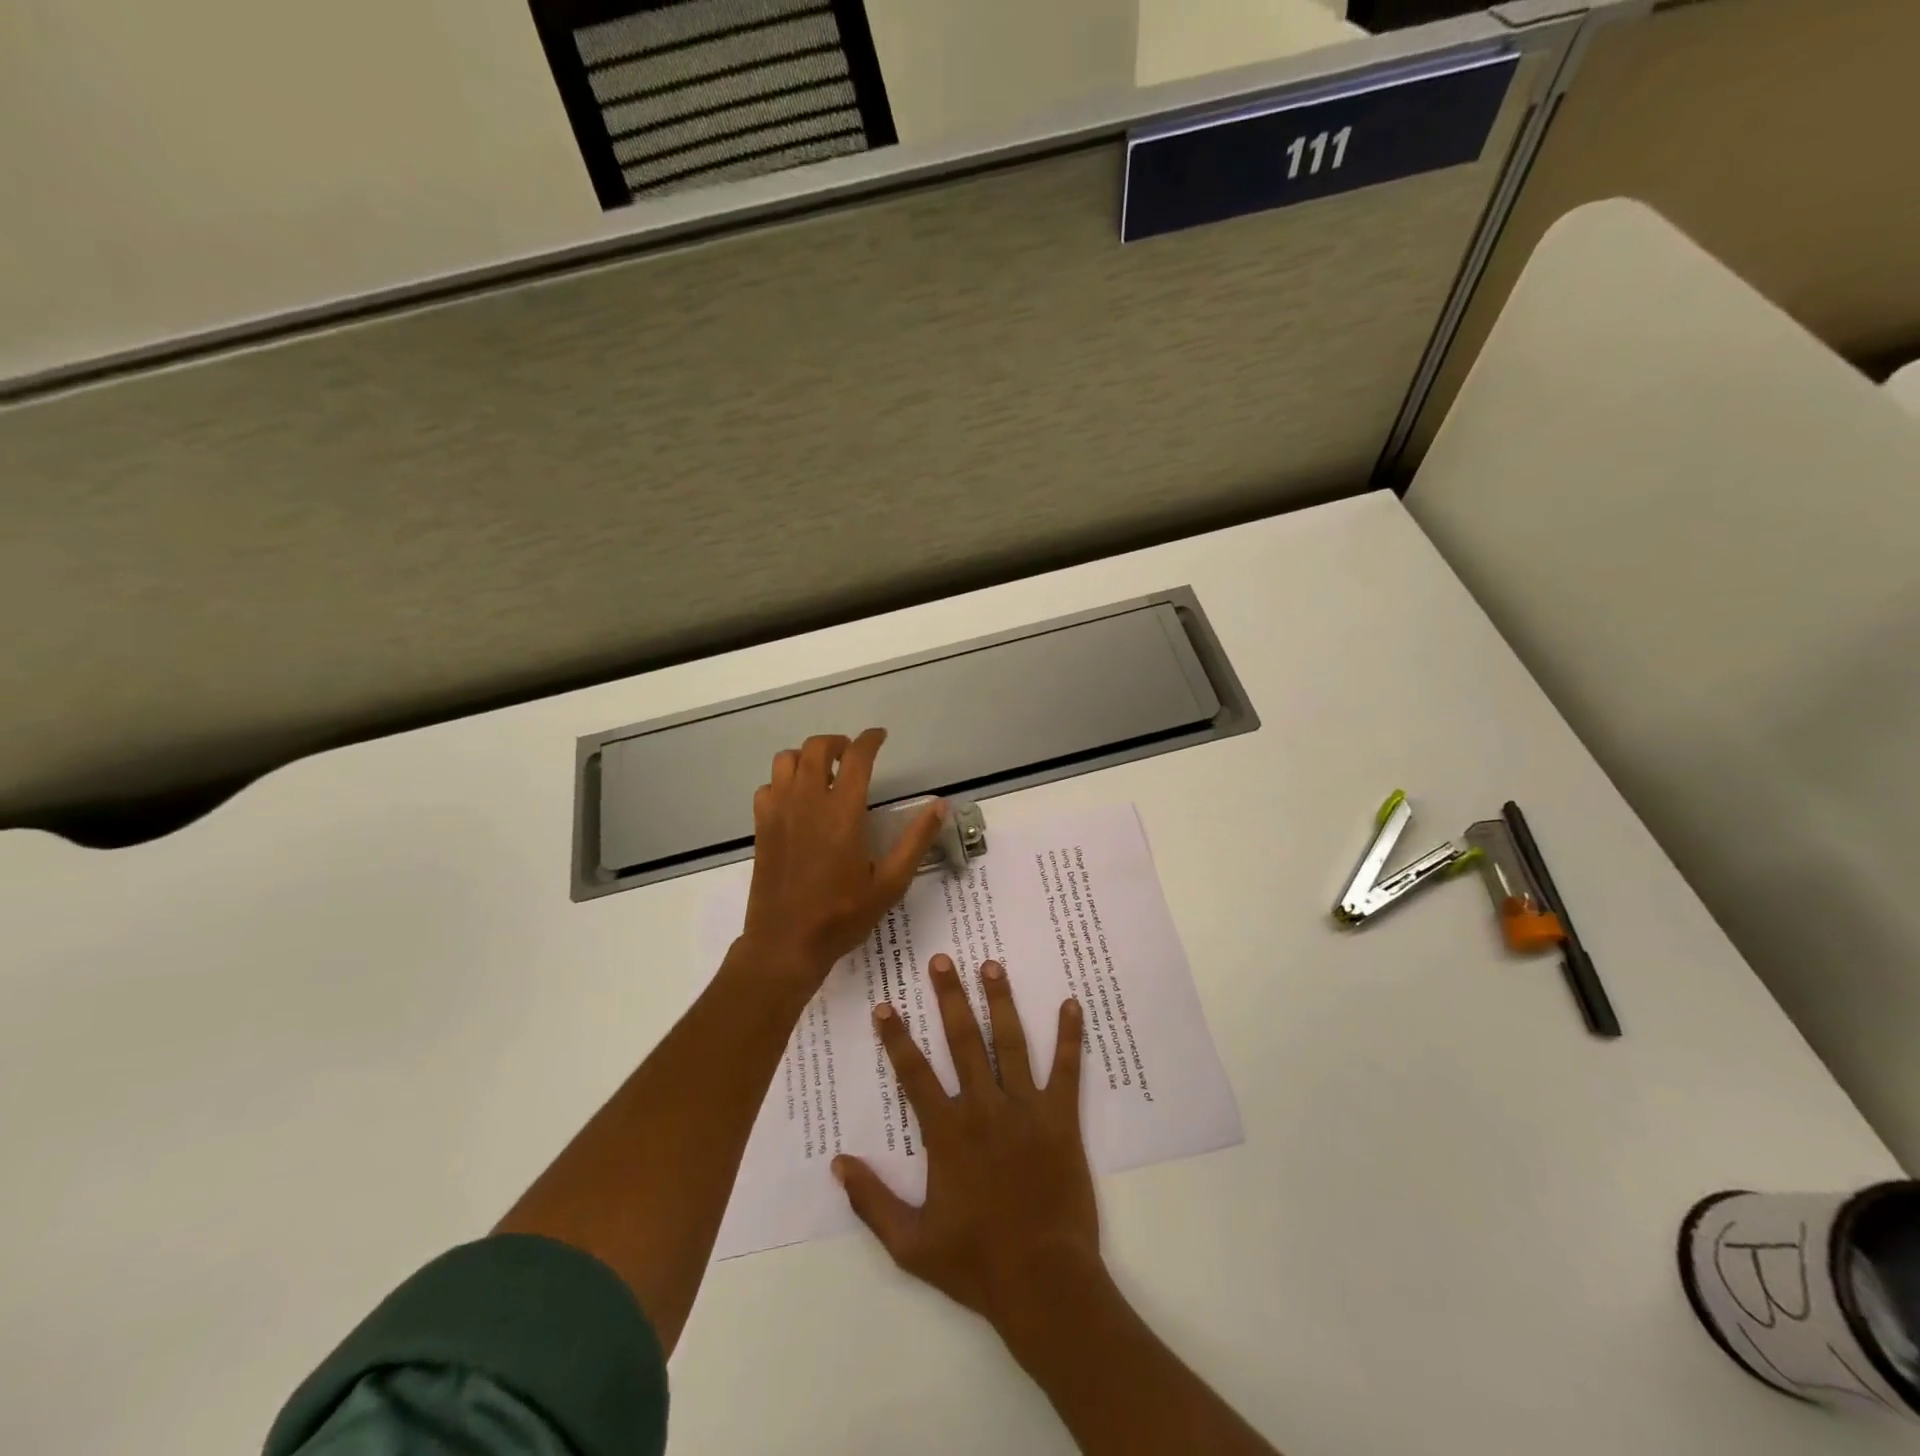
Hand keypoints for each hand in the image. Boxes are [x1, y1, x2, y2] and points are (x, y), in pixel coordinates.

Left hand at [738, 729, 944, 988]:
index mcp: (841, 812)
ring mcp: (778, 812)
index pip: (856, 757)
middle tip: (853, 756)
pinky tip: (797, 801)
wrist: (785, 944)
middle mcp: (807, 802)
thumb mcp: (889, 884)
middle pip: (816, 747)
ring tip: (823, 773)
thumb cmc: (841, 916)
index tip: (880, 737)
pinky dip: (784, 782)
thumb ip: (915, 841)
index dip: (870, 740)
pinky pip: (768, 786)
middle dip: (838, 742)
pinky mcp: (761, 827)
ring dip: (807, 757)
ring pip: (786, 760)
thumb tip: (940, 806)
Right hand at [833, 955, 1099, 1337]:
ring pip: (1011, 1042)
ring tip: (991, 965)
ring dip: (1000, 1001)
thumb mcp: (910, 1244)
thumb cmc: (975, 1263)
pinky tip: (1072, 1003)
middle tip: (942, 960)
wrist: (1043, 1282)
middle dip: (950, 997)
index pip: (914, 1073)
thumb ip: (872, 1201)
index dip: (896, 1038)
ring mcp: (1026, 1109)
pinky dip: (1071, 1036)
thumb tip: (838, 1162)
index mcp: (947, 1132)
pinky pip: (1067, 1069)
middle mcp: (984, 1108)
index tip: (884, 1005)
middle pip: (963, 1041)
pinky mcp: (1061, 1118)